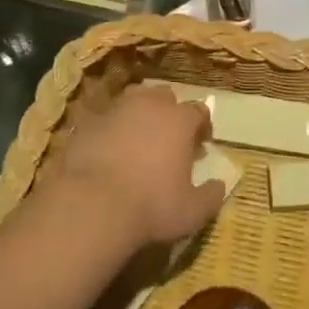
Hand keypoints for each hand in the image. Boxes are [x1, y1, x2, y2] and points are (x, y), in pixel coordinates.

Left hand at [50, 84, 225, 248]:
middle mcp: (149, 105)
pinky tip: (110, 149)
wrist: (92, 204)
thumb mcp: (192, 212)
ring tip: (139, 138)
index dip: (202, 126)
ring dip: (140, 114)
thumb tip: (219, 185)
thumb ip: (210, 196)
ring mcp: (116, 109)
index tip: (201, 143)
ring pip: (134, 101)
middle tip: (169, 137)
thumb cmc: (151, 206)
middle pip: (165, 96)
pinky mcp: (89, 122)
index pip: (198, 110)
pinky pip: (107, 119)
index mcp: (179, 120)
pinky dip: (112, 129)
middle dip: (170, 112)